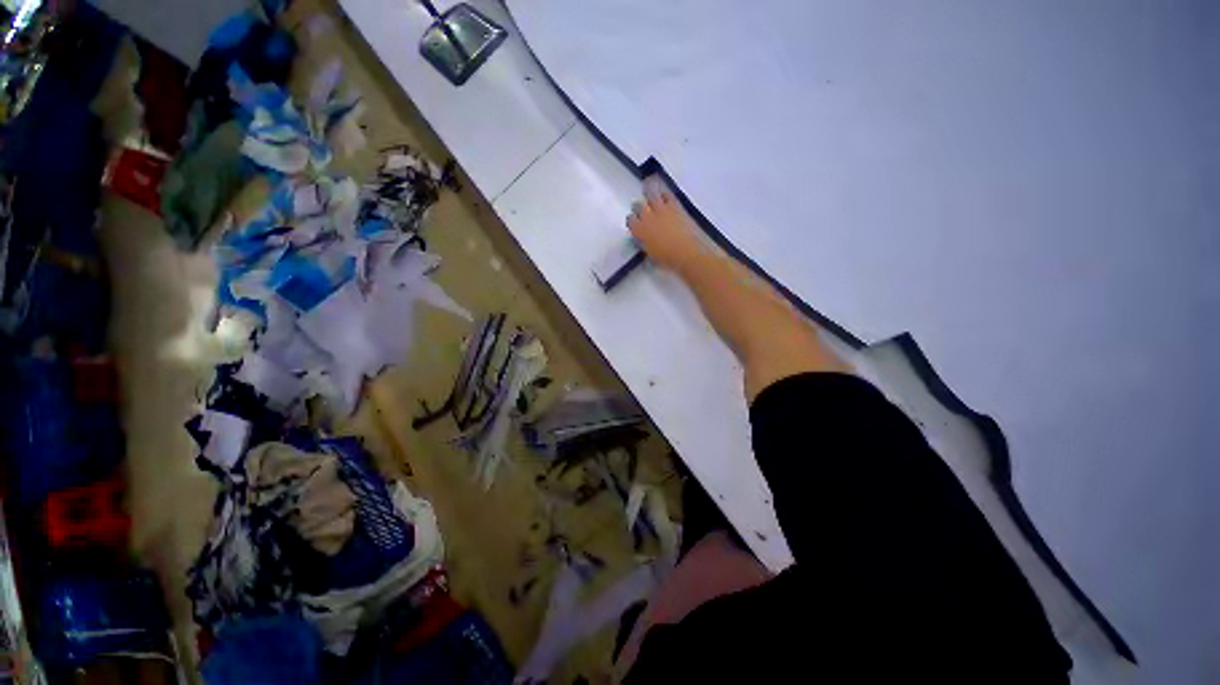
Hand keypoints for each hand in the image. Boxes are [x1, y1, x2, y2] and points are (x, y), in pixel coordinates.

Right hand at [626, 192, 704, 272]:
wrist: (686, 253)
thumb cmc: (667, 259)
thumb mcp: (650, 254)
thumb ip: (645, 243)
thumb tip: (645, 240)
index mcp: (639, 231)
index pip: (630, 219)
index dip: (632, 220)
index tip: (635, 222)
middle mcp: (647, 217)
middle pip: (638, 205)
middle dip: (639, 207)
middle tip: (642, 210)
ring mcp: (661, 209)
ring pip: (651, 194)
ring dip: (650, 195)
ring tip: (652, 198)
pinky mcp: (675, 206)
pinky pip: (667, 195)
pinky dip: (665, 196)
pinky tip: (665, 198)